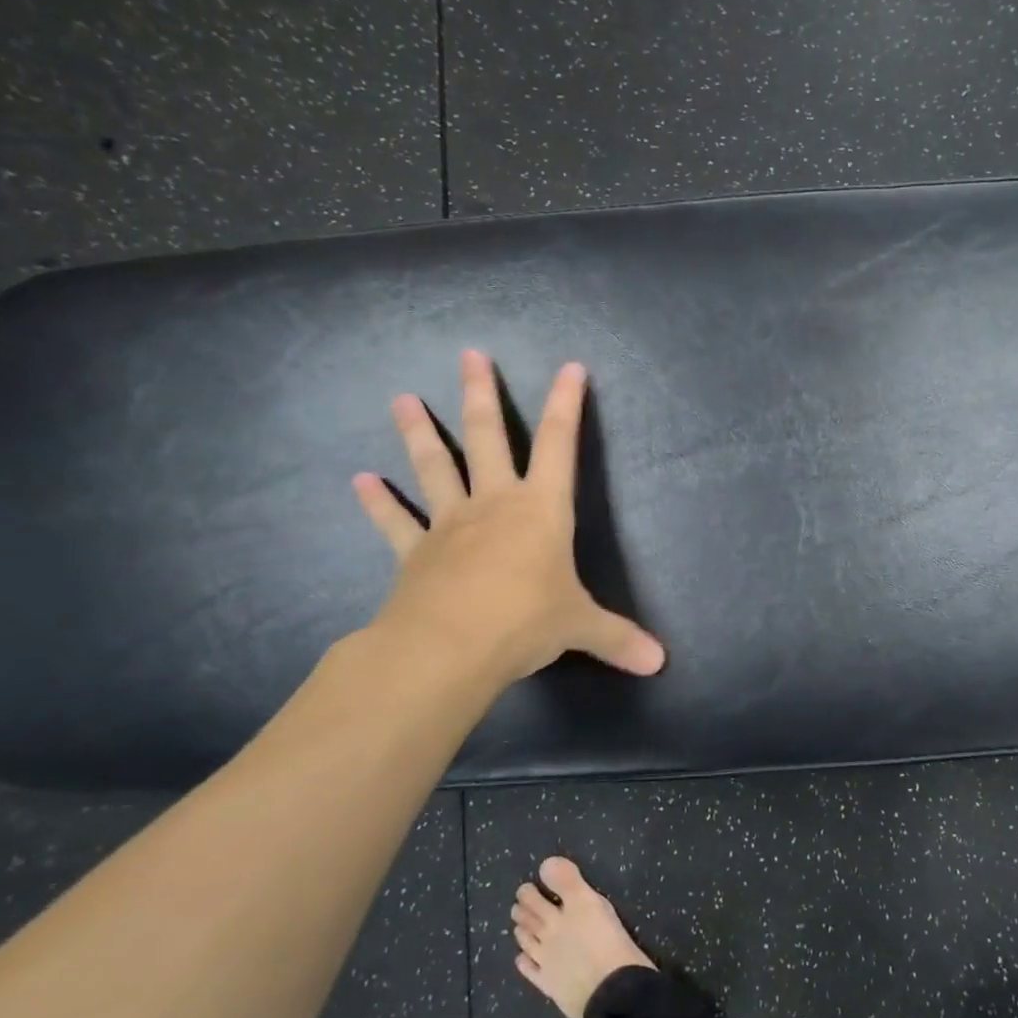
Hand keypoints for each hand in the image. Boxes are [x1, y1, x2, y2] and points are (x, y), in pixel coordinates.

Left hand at [352, 352, 665, 694]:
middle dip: (481, 395)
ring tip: (401, 398)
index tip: (569, 367)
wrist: (449, 648)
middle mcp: (494, 504)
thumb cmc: (525, 622)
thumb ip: (618, 638)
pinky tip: (359, 481)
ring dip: (418, 432)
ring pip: (434, 467)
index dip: (567, 404)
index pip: (560, 444)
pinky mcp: (415, 553)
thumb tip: (659, 663)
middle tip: (470, 354)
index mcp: (541, 509)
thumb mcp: (580, 627)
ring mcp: (450, 525)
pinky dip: (378, 503)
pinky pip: (394, 522)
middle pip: (487, 437)